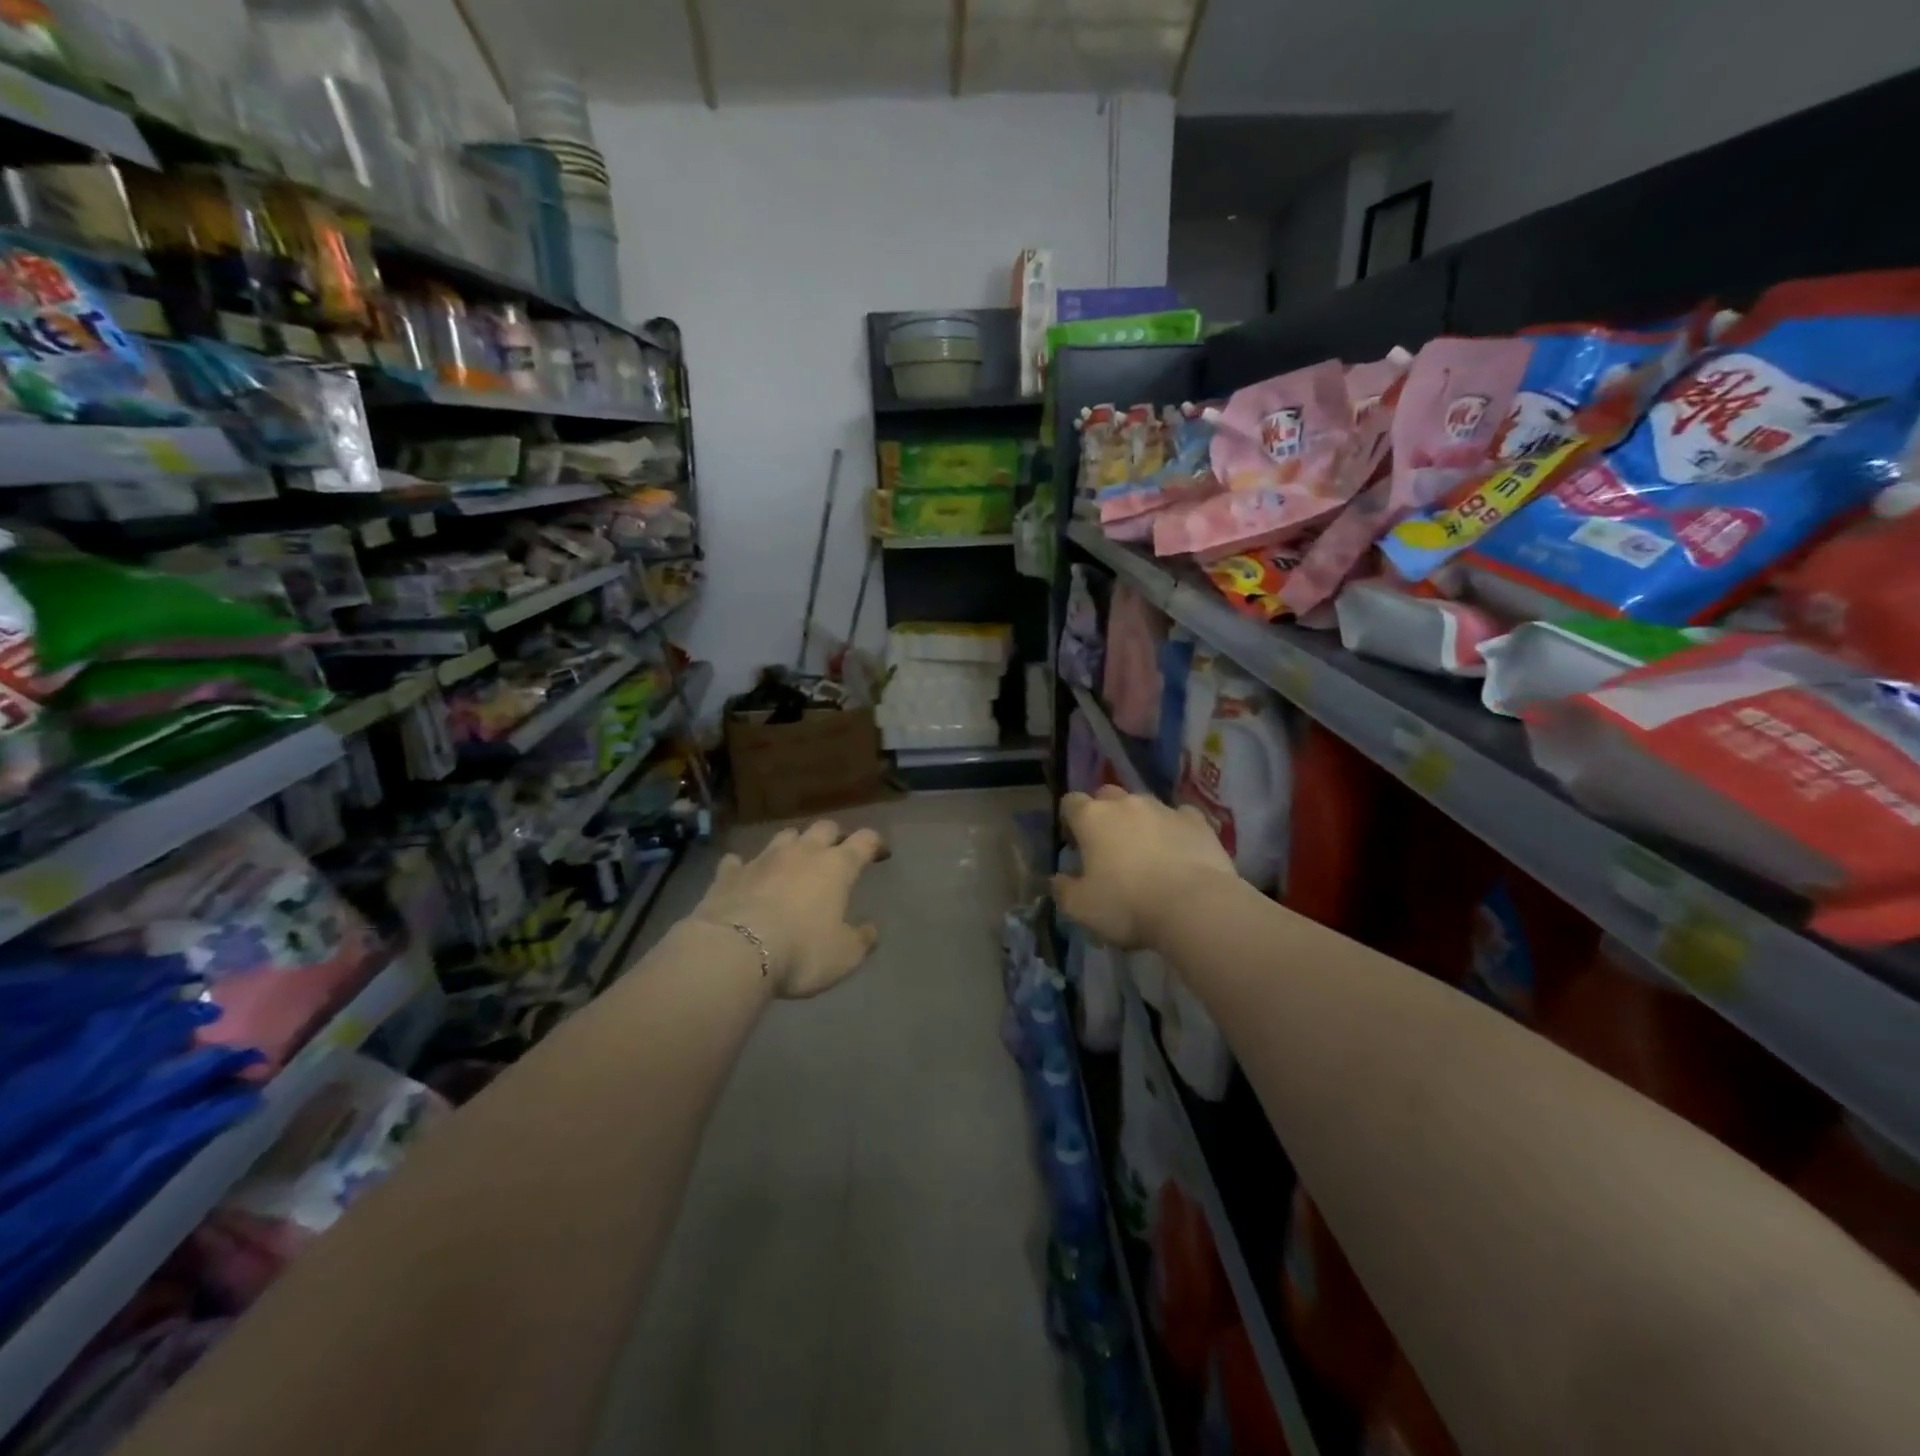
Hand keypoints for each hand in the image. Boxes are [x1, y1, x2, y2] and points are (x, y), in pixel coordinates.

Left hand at [690, 820, 884, 998]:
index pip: (864, 840)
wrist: (735, 951)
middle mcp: (802, 853)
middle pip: (824, 828)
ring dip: (793, 844)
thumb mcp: (844, 956)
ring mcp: (763, 859)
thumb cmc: (802, 951)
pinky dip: (744, 866)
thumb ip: (861, 939)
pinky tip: (742, 873)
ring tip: (794, 860)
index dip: (875, 843)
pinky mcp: (729, 874)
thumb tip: (871, 929)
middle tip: (836, 852)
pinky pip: (737, 861)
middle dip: (834, 836)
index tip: (880, 852)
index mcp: (837, 866)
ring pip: (784, 836)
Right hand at [1053, 787, 1236, 948]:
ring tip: (1147, 852)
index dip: (1070, 820)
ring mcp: (1165, 809)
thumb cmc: (1128, 906)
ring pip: (1144, 805)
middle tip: (1109, 846)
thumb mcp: (1081, 908)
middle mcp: (1126, 804)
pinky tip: (1180, 851)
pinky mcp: (1197, 821)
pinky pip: (1180, 817)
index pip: (1071, 802)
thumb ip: (1064, 889)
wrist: (1195, 907)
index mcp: (1093, 818)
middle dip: (1105, 814)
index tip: (1075, 843)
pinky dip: (1175, 829)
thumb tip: (1058, 879)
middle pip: (1107, 795)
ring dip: (1140, 822)